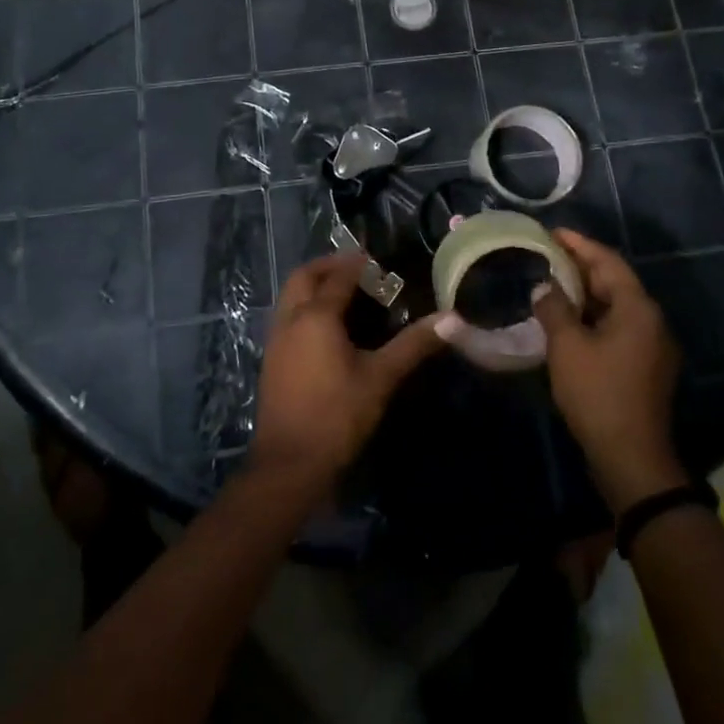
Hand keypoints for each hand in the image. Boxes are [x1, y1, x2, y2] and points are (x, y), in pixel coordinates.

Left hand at [249, 253, 449, 501]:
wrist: (289, 464)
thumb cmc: (337, 416)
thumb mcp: (381, 378)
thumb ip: (413, 345)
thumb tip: (452, 319)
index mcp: (316, 316)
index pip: (338, 277)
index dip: (357, 264)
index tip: (377, 259)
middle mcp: (290, 319)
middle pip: (304, 277)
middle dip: (327, 266)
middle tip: (355, 268)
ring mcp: (276, 340)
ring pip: (290, 296)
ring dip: (312, 285)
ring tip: (342, 293)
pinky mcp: (271, 361)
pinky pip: (286, 317)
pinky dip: (304, 307)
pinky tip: (324, 328)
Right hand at [534, 229, 688, 512]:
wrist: (631, 459)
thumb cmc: (598, 394)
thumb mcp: (567, 346)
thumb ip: (554, 309)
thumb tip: (544, 287)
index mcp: (638, 309)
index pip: (608, 262)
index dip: (579, 244)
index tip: (552, 232)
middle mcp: (651, 321)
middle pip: (614, 282)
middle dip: (580, 267)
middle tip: (546, 256)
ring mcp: (651, 346)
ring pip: (615, 306)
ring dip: (585, 294)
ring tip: (550, 284)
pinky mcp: (644, 367)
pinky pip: (616, 327)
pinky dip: (592, 317)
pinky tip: (566, 321)